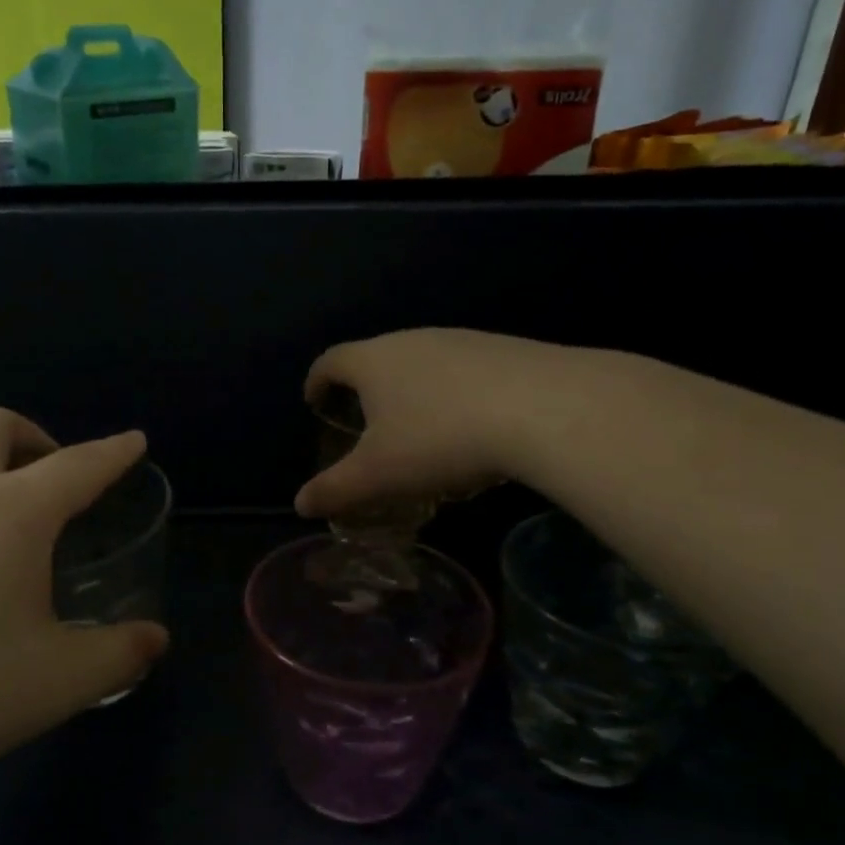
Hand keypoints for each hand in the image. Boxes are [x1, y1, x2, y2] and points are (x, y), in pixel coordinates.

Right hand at [296, 328, 561, 517]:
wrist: (545, 408)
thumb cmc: (441, 439)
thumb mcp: (379, 474)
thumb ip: (335, 489)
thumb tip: (300, 504)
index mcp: (373, 361)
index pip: (330, 361)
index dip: (316, 381)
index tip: (314, 401)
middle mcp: (413, 339)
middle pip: (376, 357)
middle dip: (364, 387)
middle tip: (364, 422)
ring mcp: (461, 340)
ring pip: (421, 363)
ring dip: (410, 390)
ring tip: (417, 427)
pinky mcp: (502, 349)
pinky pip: (462, 370)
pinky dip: (452, 393)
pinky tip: (470, 425)